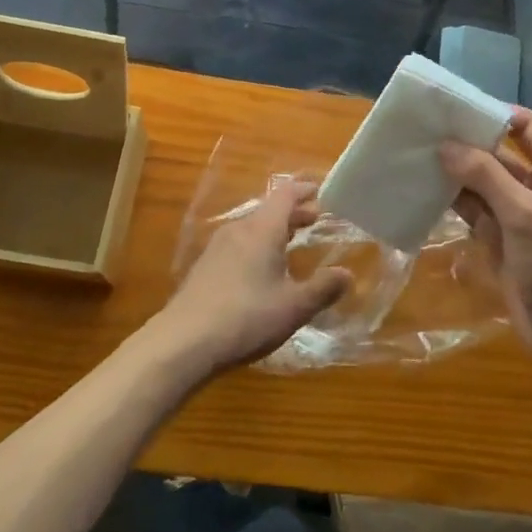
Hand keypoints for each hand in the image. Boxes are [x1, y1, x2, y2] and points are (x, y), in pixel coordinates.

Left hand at [151, 181, 351, 380]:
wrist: (184, 341)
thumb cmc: (247, 317)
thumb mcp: (294, 307)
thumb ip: (323, 288)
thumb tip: (347, 273)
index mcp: (262, 230)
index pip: (285, 195)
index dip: (303, 190)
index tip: (319, 191)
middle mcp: (238, 230)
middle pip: (268, 211)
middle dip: (293, 213)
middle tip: (315, 220)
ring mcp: (216, 248)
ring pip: (251, 228)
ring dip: (274, 231)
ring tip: (290, 244)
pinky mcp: (204, 268)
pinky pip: (238, 245)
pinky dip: (256, 246)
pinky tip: (260, 271)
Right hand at [440, 109, 531, 364]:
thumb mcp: (524, 212)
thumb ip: (486, 175)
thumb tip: (445, 145)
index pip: (525, 128)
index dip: (494, 115)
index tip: (455, 109)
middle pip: (497, 155)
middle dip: (465, 144)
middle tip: (424, 131)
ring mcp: (515, 215)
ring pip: (480, 183)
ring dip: (454, 172)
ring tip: (415, 156)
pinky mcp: (497, 240)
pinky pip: (471, 211)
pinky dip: (451, 201)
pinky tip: (423, 190)